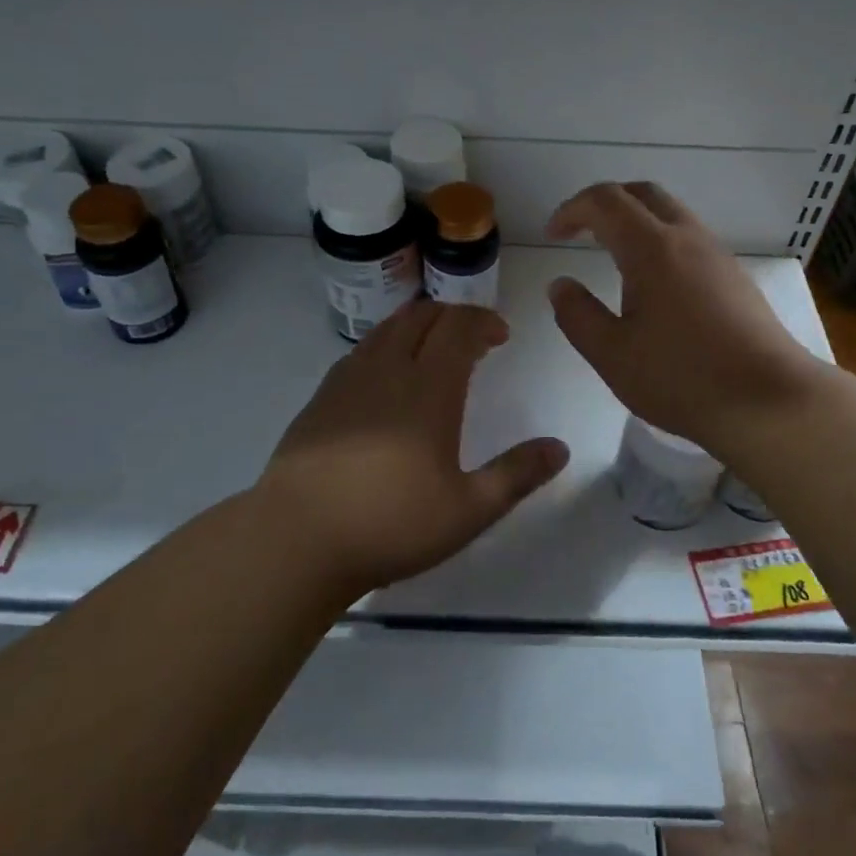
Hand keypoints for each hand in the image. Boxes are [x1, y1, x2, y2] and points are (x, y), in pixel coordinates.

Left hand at [256, 300, 568, 594]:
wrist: (296, 539)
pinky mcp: (321, 397)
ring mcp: (348, 380)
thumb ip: (517, 475)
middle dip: (453, 316)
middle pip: (421, 316)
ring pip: (387, 329)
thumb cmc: (390, 524)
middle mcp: (387, 369)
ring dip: (417, 326)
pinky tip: (386, 381)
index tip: (500, 336)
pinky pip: (361, 351)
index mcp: (428, 388)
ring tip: (433, 352)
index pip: (458, 327)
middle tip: (473, 340)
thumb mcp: (468, 510)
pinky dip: (385, 346)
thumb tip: (559, 447)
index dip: (483, 320)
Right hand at [547, 182, 826, 454]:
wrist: (771, 401)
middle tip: (580, 231)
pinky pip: (690, 238)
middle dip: (605, 202)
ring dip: (635, 220)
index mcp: (652, 248)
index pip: (605, 201)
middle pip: (642, 193)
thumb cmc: (684, 378)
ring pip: (671, 213)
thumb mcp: (612, 355)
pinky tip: (654, 283)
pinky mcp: (735, 277)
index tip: (552, 235)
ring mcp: (717, 255)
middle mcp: (687, 238)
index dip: (572, 209)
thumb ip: (577, 315)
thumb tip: (561, 285)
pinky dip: (659, 240)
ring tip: (612, 255)